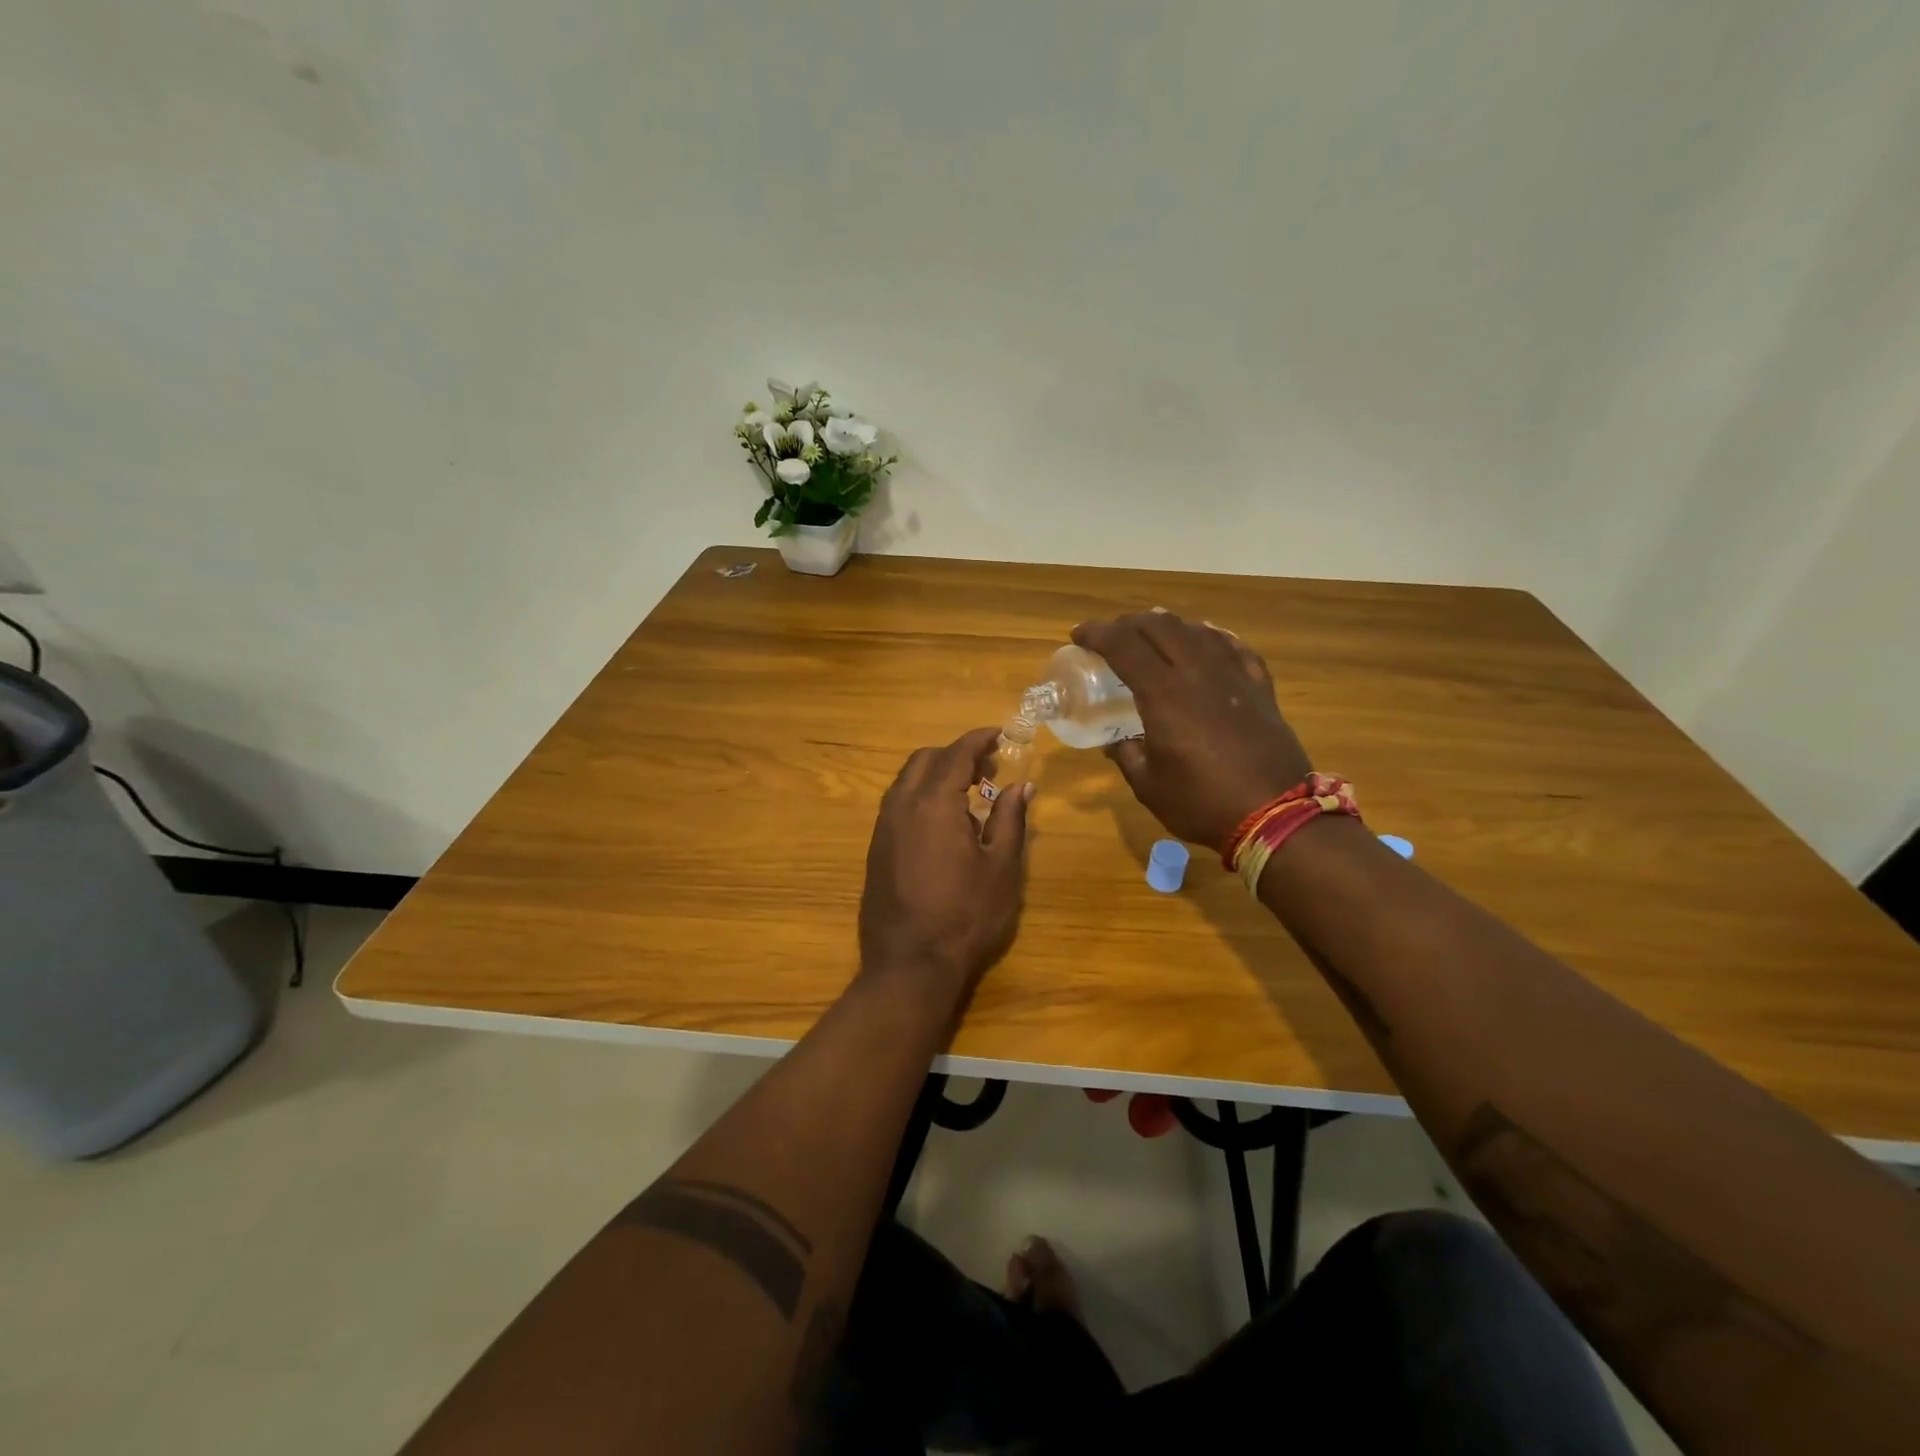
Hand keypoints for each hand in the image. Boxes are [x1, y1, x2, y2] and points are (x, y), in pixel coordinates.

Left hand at [859, 727, 1032, 996]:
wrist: (910, 965)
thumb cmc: (965, 916)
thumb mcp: (1001, 868)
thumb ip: (1010, 820)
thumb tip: (1022, 786)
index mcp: (934, 803)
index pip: (956, 754)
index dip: (978, 739)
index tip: (1000, 734)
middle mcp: (901, 806)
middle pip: (925, 760)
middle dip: (956, 755)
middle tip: (988, 769)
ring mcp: (883, 828)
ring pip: (906, 781)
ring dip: (935, 775)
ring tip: (968, 794)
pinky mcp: (876, 849)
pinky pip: (897, 804)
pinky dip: (920, 796)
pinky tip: (942, 823)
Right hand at [1072, 611, 1311, 851]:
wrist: (1275, 815)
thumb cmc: (1203, 803)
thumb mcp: (1149, 786)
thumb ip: (1127, 756)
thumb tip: (1117, 742)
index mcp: (1164, 695)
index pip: (1124, 646)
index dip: (1097, 634)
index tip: (1078, 635)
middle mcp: (1198, 673)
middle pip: (1161, 627)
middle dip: (1129, 623)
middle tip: (1112, 634)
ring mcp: (1233, 676)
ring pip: (1198, 630)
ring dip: (1169, 625)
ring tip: (1154, 631)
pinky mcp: (1259, 688)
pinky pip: (1234, 647)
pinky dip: (1213, 637)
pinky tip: (1207, 638)